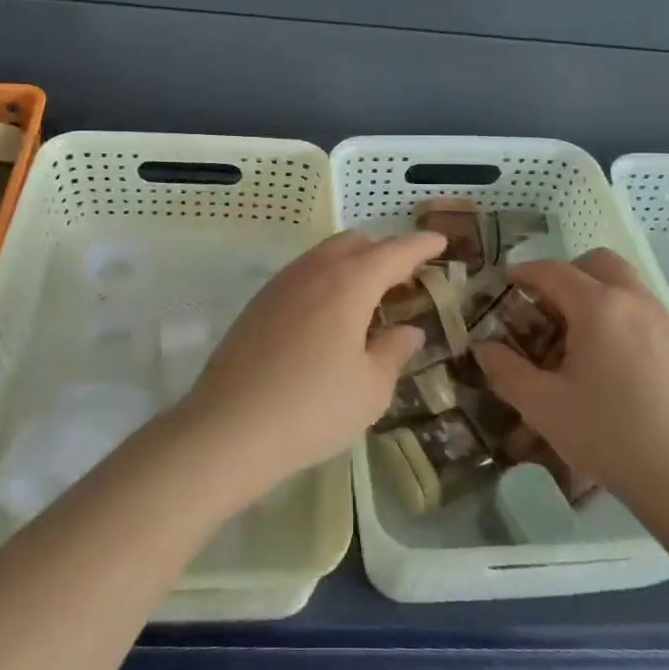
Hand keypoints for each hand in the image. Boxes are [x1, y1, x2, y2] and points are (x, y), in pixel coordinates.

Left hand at [178, 230, 445, 495]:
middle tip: (405, 276)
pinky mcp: (257, 304)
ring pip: (324, 255)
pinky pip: (302, 275)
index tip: (440, 241)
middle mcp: (313, 271)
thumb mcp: (370, 388)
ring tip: (368, 296)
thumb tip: (407, 330)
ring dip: (352, 264)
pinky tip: (329, 316)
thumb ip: (393, 351)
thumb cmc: (312, 408)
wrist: (228, 428)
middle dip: (384, 251)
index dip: (420, 245)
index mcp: (349, 282)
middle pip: (355, 243)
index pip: (393, 252)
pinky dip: (326, 280)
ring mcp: (280, 284)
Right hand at [473, 249, 668, 536]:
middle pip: (599, 263)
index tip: (507, 281)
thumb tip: (483, 347)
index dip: (525, 272)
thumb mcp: (542, 406)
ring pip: (628, 286)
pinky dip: (624, 318)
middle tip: (548, 307)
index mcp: (599, 307)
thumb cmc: (608, 436)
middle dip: (568, 273)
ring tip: (581, 339)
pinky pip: (648, 314)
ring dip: (598, 295)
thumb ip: (506, 370)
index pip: (553, 271)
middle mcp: (636, 302)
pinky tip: (616, 365)